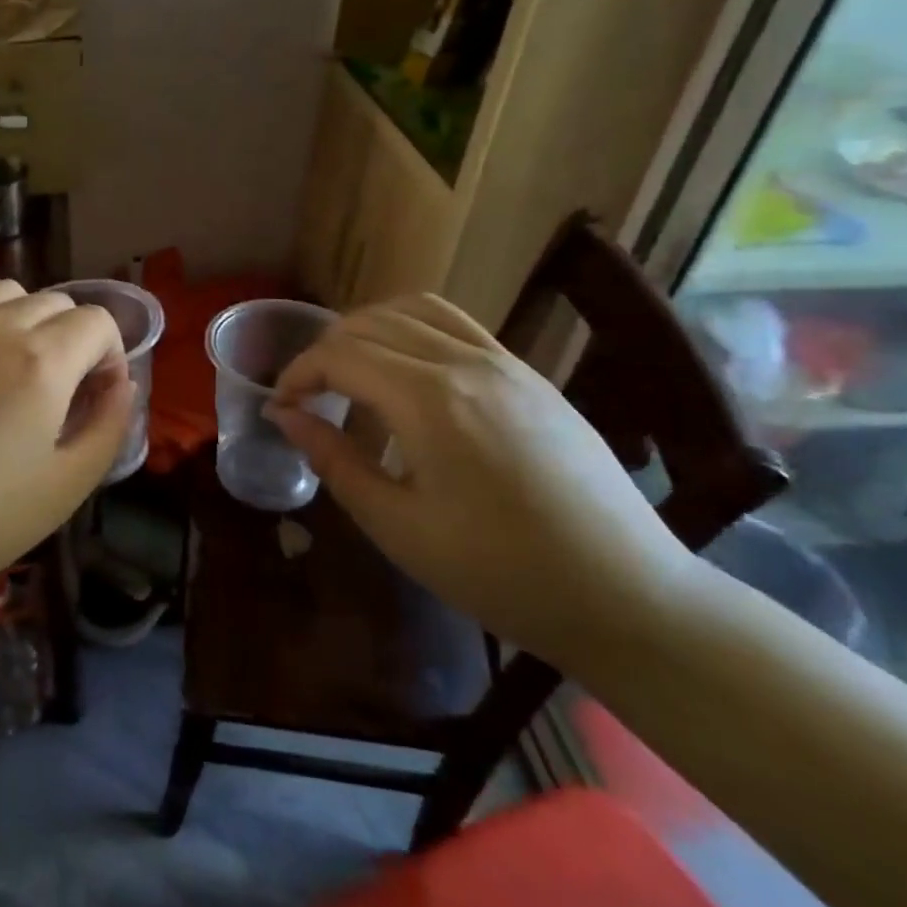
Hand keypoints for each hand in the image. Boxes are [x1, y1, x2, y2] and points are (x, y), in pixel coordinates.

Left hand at [0, 280, 132, 615]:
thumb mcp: (66, 486)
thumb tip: (121, 385)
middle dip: (74, 338)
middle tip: (62, 394)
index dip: (111, 355)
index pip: (96, 321)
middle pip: (55, 302)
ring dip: (29, 322)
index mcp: (40, 361)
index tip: (97, 398)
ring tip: (19, 376)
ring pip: (6, 296)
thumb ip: (109, 425)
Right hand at [266, 293, 697, 667]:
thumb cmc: (498, 572)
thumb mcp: (397, 526)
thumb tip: (285, 416)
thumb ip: (334, 460)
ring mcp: (505, 363)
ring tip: (351, 370)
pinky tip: (407, 373)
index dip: (298, 374)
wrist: (626, 597)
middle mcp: (466, 364)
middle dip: (325, 351)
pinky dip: (413, 330)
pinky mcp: (530, 375)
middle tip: (308, 395)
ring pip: (415, 310)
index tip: (281, 408)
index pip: (340, 356)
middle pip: (371, 324)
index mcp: (429, 401)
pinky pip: (457, 325)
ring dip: (368, 329)